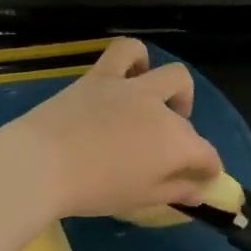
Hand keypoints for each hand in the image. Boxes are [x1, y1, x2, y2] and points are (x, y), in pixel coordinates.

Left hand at [0, 38, 223, 219]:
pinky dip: (135, 59)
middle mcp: (161, 109)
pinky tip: (130, 74)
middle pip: (187, 121)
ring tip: (158, 105)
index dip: (208, 170)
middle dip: (186, 137)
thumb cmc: (93, 190)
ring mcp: (132, 87)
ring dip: (173, 90)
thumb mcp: (139, 199)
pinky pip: (125, 51)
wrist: (41, 164)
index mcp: (176, 144)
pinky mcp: (101, 75)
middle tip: (165, 154)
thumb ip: (174, 192)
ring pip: (171, 75)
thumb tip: (198, 191)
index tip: (200, 183)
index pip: (207, 156)